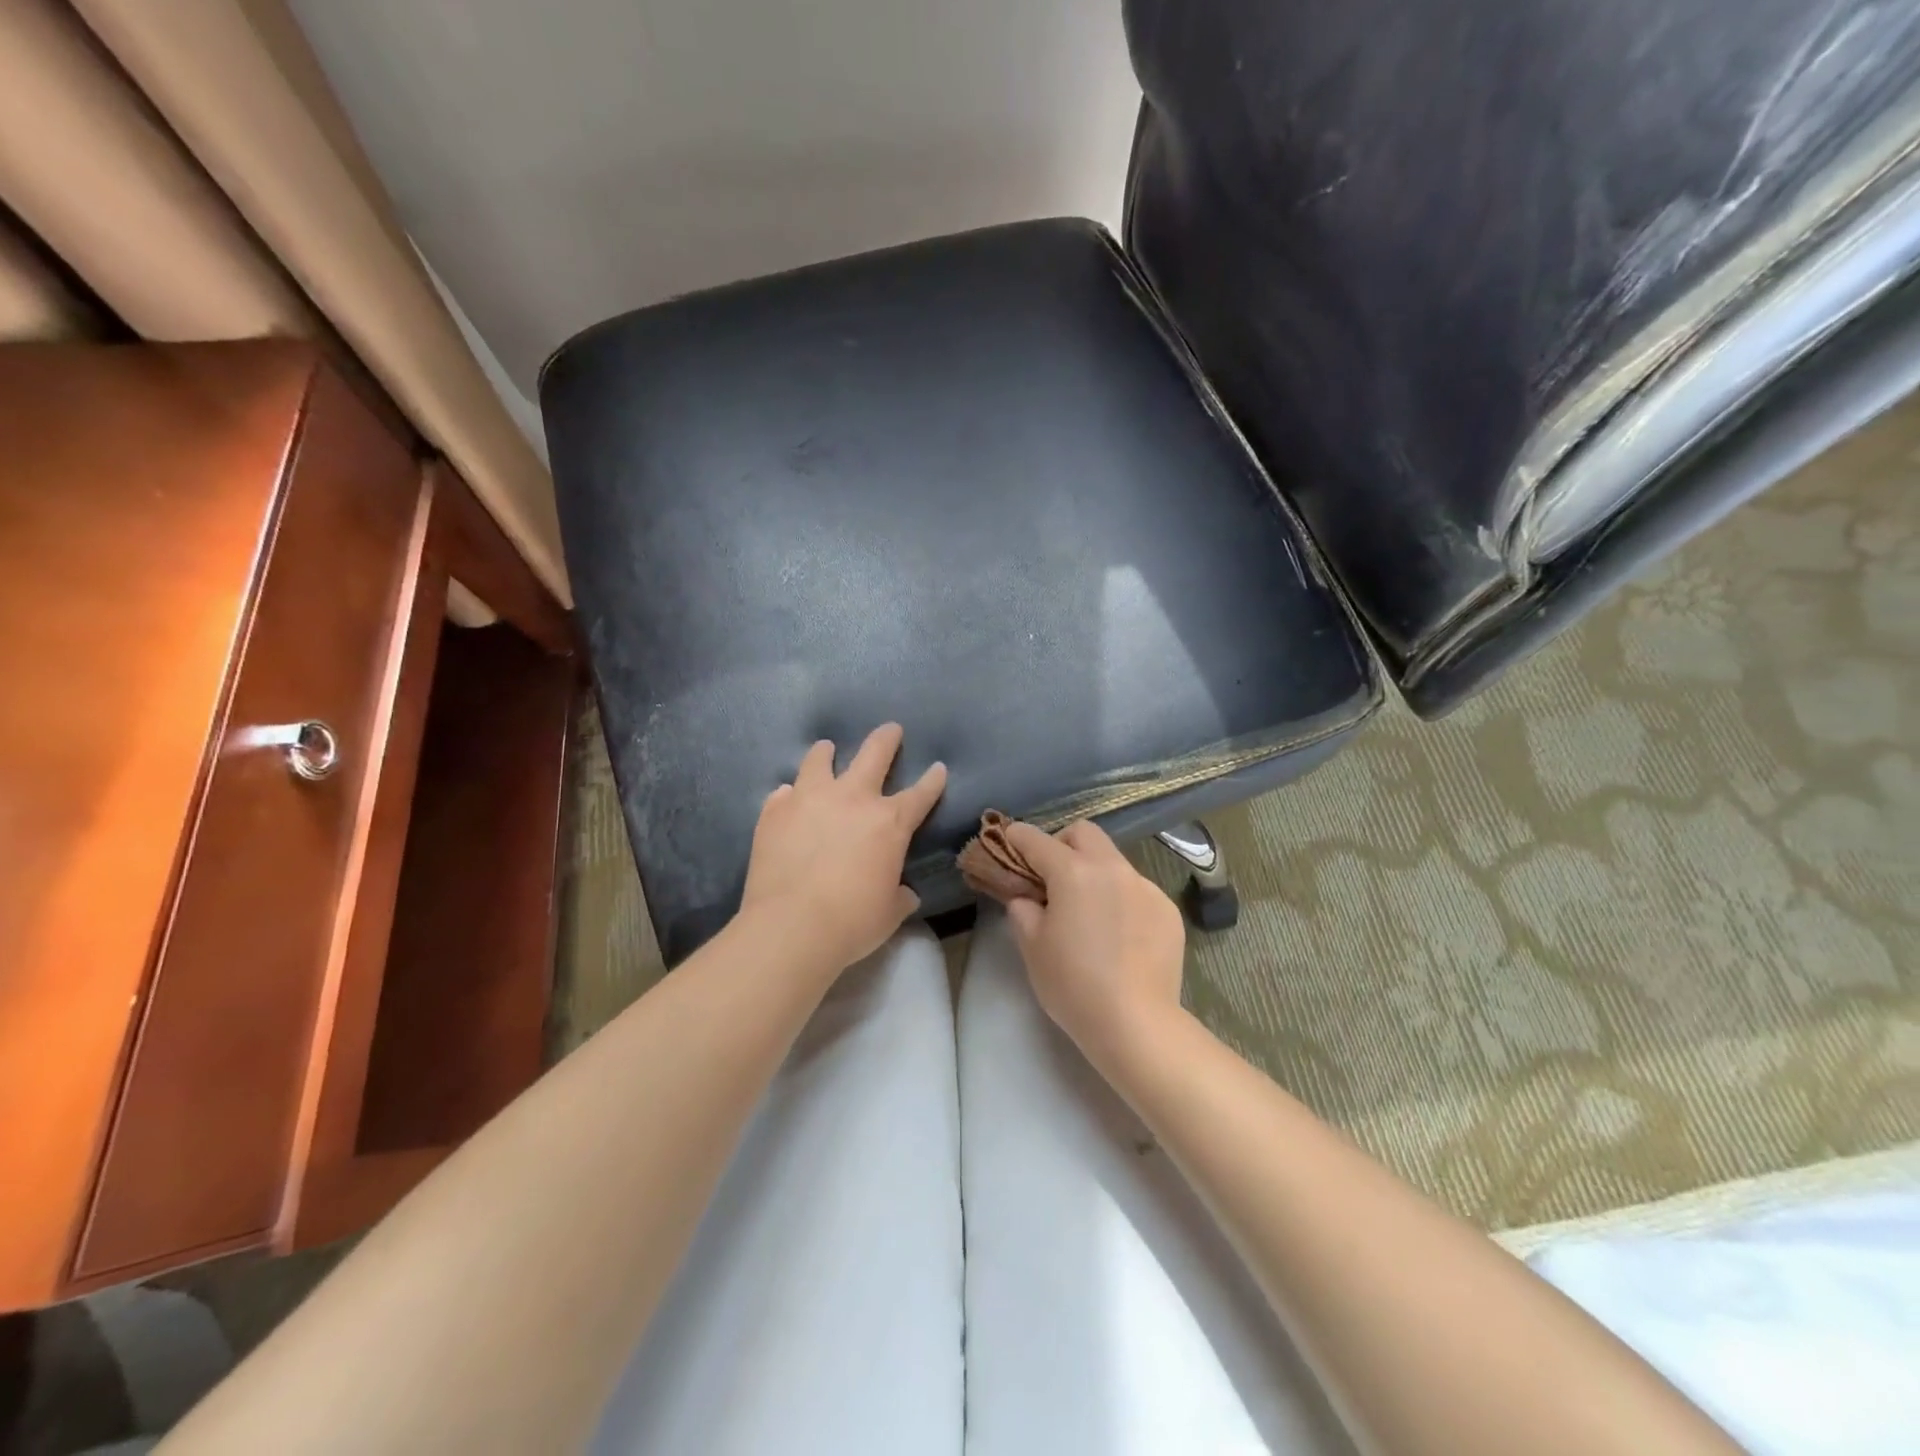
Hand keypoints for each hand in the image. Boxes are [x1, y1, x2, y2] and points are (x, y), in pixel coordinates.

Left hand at [740, 724, 947, 975]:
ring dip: (826, 753)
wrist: (791, 926)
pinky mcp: (774, 812)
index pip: (920, 794)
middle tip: (891, 729)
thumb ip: (900, 895)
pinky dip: (790, 795)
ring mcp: (810, 799)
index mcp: (890, 822)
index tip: (938, 767)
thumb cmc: (852, 922)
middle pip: (874, 754)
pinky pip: (784, 793)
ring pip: (820, 760)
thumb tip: (904, 892)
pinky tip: (788, 800)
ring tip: (826, 749)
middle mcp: (852, 799)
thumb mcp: (890, 912)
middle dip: (886, 738)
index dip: (933, 780)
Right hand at [1001, 821, 1186, 1074]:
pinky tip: (1119, 936)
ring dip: (1094, 873)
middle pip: (1084, 833)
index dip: (1016, 838)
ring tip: (1089, 913)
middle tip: (1051, 877)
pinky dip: (1121, 899)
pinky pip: (1137, 891)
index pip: (1037, 840)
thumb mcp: (1032, 946)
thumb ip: (1023, 909)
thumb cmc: (1073, 984)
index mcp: (1074, 872)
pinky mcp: (1167, 910)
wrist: (1136, 1023)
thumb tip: (1027, 897)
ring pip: (1113, 862)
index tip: (1008, 842)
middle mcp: (1113, 868)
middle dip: (1062, 844)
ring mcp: (1146, 887)